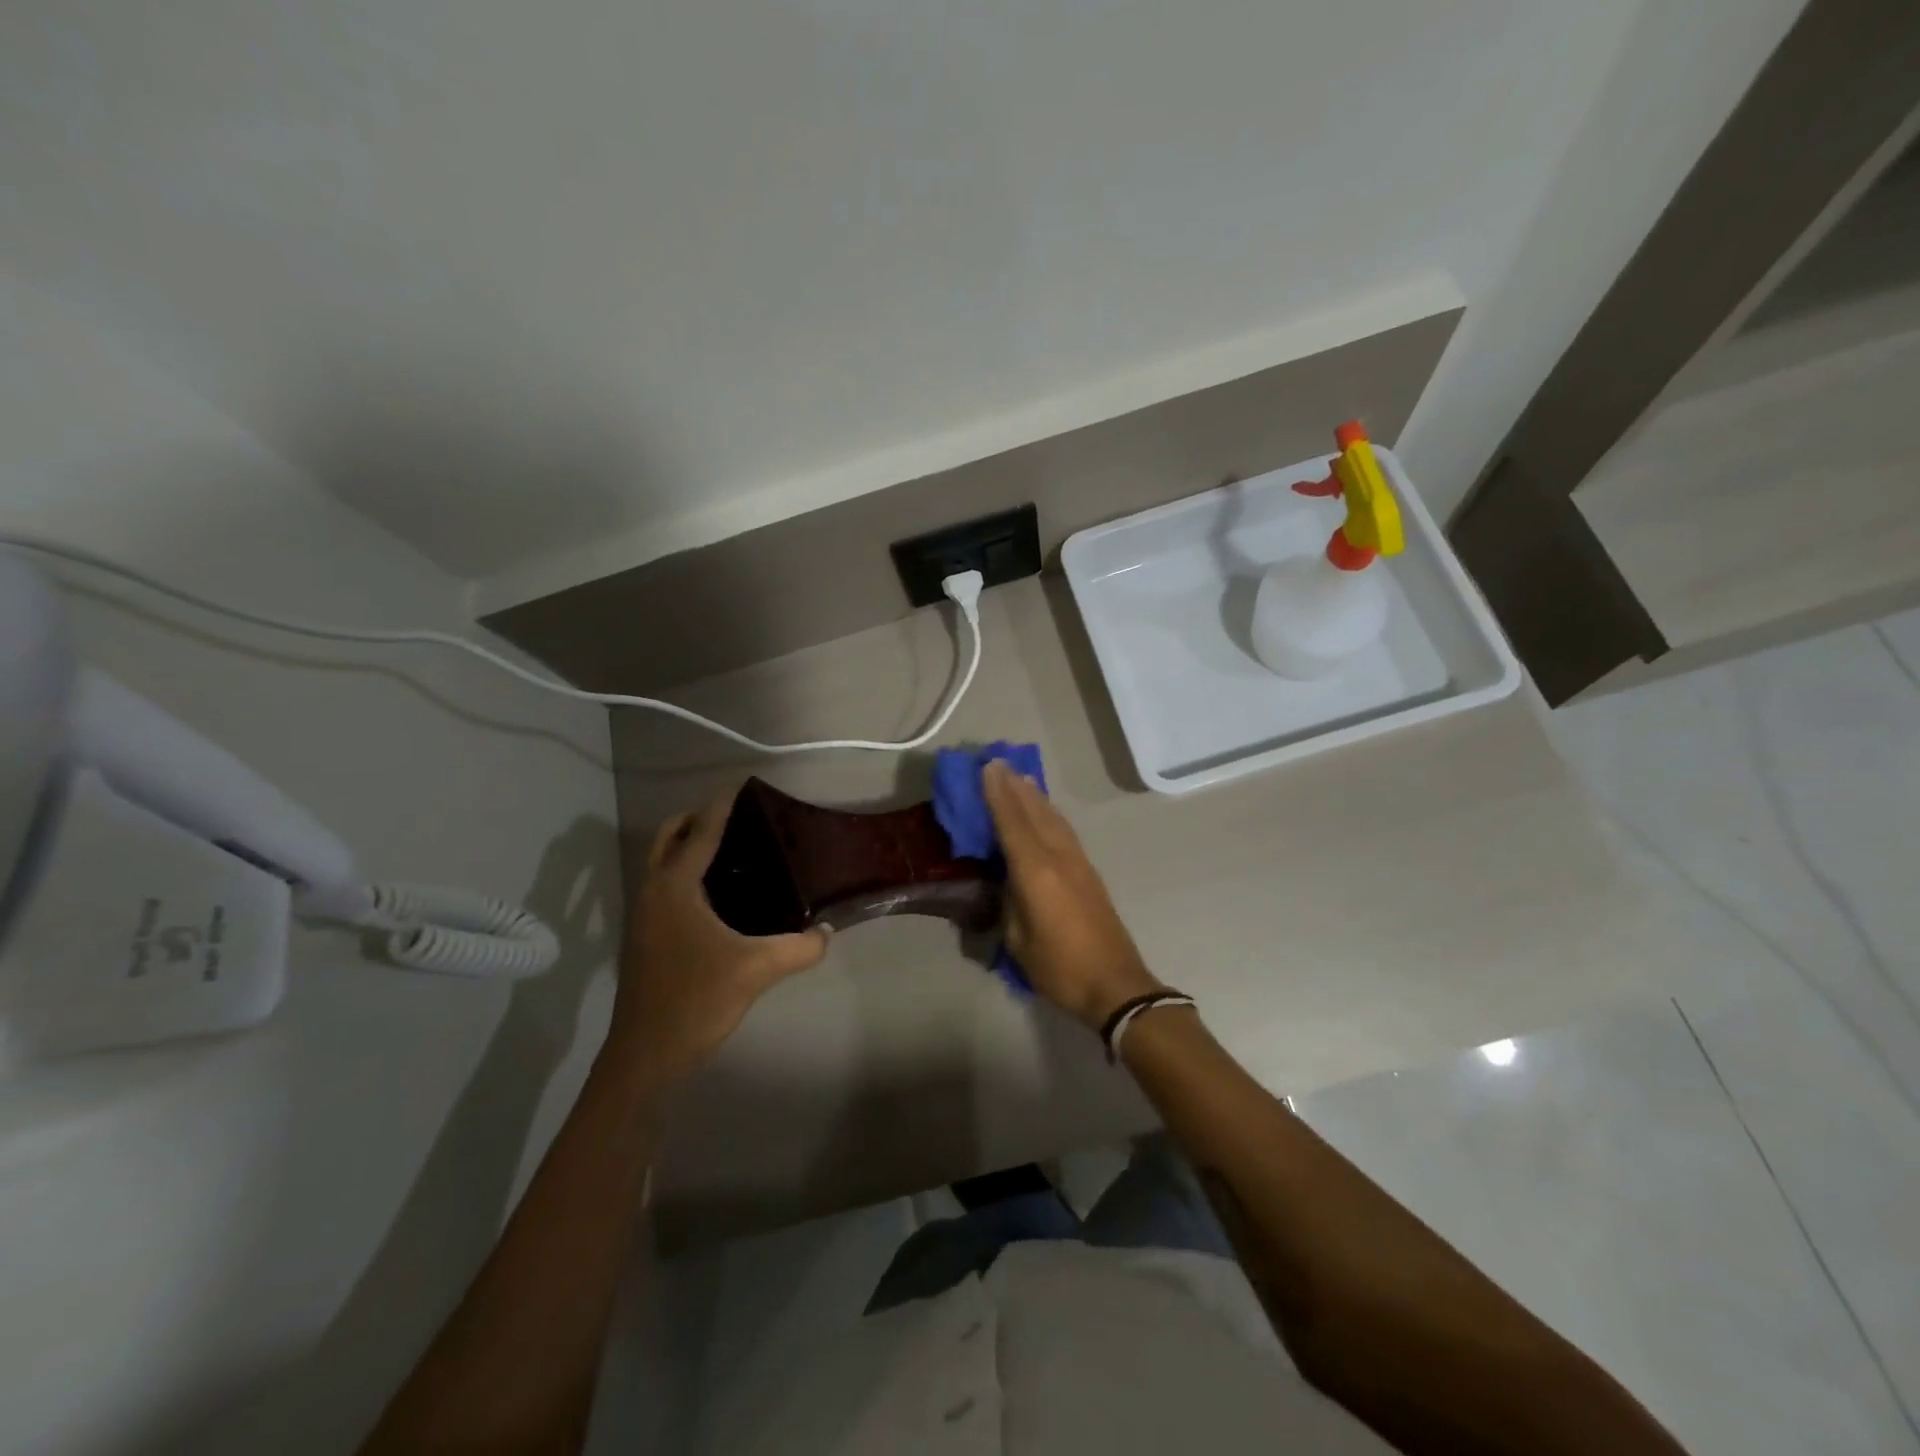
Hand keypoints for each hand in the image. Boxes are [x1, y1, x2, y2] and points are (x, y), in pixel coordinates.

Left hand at [607, 787, 830, 1086]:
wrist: (645, 1056)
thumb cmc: (696, 1001)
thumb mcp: (757, 970)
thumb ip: (800, 947)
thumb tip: (827, 931)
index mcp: (675, 888)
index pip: (701, 832)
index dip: (722, 805)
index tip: (743, 784)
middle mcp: (653, 892)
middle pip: (669, 837)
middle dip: (697, 818)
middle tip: (737, 817)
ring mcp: (644, 916)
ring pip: (662, 863)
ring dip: (687, 846)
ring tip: (732, 849)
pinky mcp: (645, 938)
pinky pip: (664, 887)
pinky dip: (685, 873)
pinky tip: (718, 895)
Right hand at [982, 760, 1160, 1030]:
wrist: (1115, 984)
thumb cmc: (1059, 967)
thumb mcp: (1019, 940)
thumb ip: (1010, 901)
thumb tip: (1008, 880)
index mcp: (1036, 872)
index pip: (1011, 823)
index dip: (997, 794)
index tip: (987, 767)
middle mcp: (1058, 857)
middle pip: (1034, 812)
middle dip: (1015, 787)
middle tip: (999, 762)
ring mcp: (1078, 863)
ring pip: (1053, 819)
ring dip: (1035, 796)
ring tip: (1021, 778)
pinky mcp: (1089, 872)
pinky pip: (1063, 831)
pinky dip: (1049, 814)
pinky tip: (1045, 812)